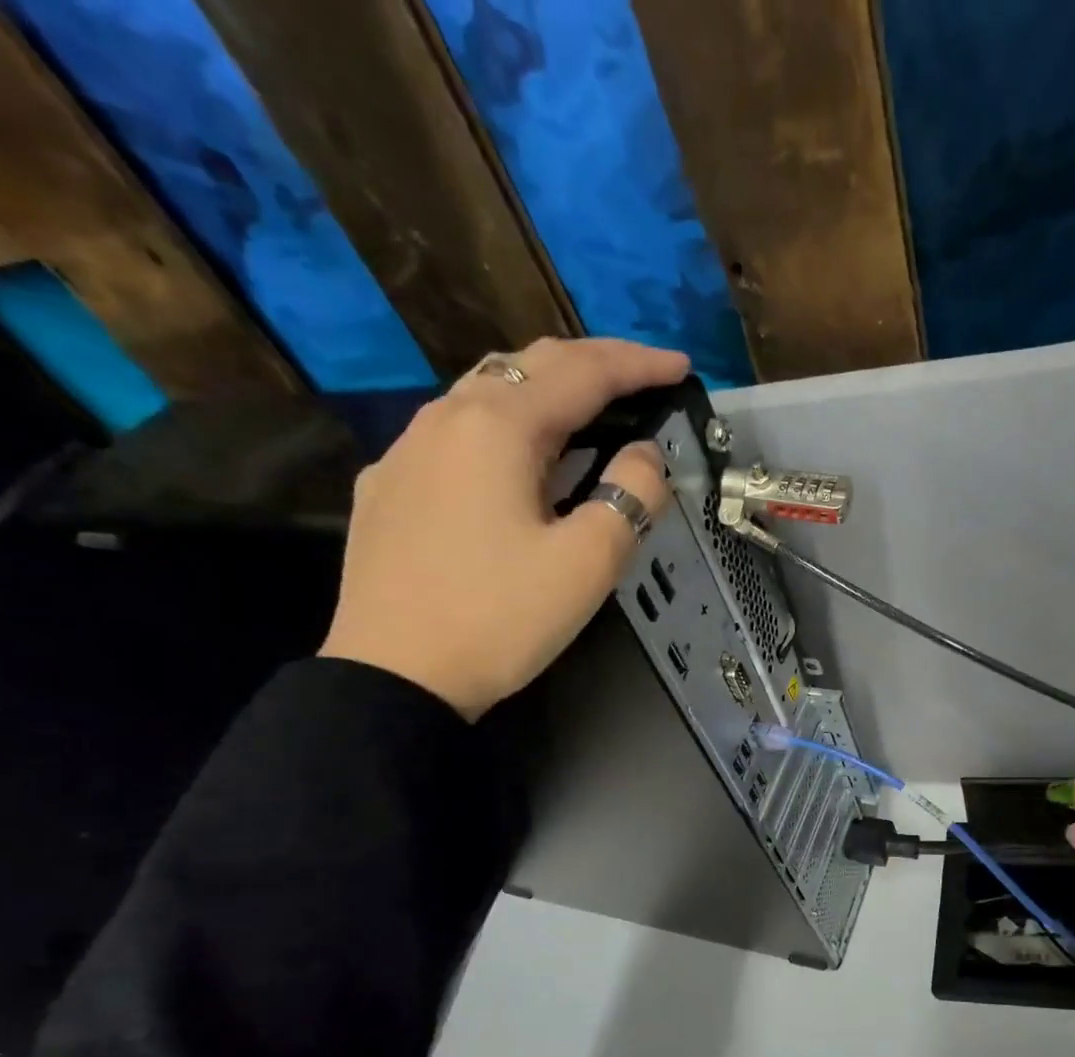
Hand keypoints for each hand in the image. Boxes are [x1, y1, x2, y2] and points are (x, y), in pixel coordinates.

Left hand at [319, 337, 689, 719]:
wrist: (395, 674)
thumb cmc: (502, 617)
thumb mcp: (589, 562)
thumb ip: (631, 495)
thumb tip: (644, 455)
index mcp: (499, 426)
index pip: (583, 372)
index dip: (639, 365)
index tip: (682, 367)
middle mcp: (447, 417)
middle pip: (529, 363)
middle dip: (593, 364)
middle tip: (642, 380)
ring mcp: (408, 449)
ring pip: (487, 391)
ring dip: (547, 389)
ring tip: (589, 412)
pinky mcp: (391, 485)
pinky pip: (458, 431)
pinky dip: (507, 425)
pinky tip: (518, 461)